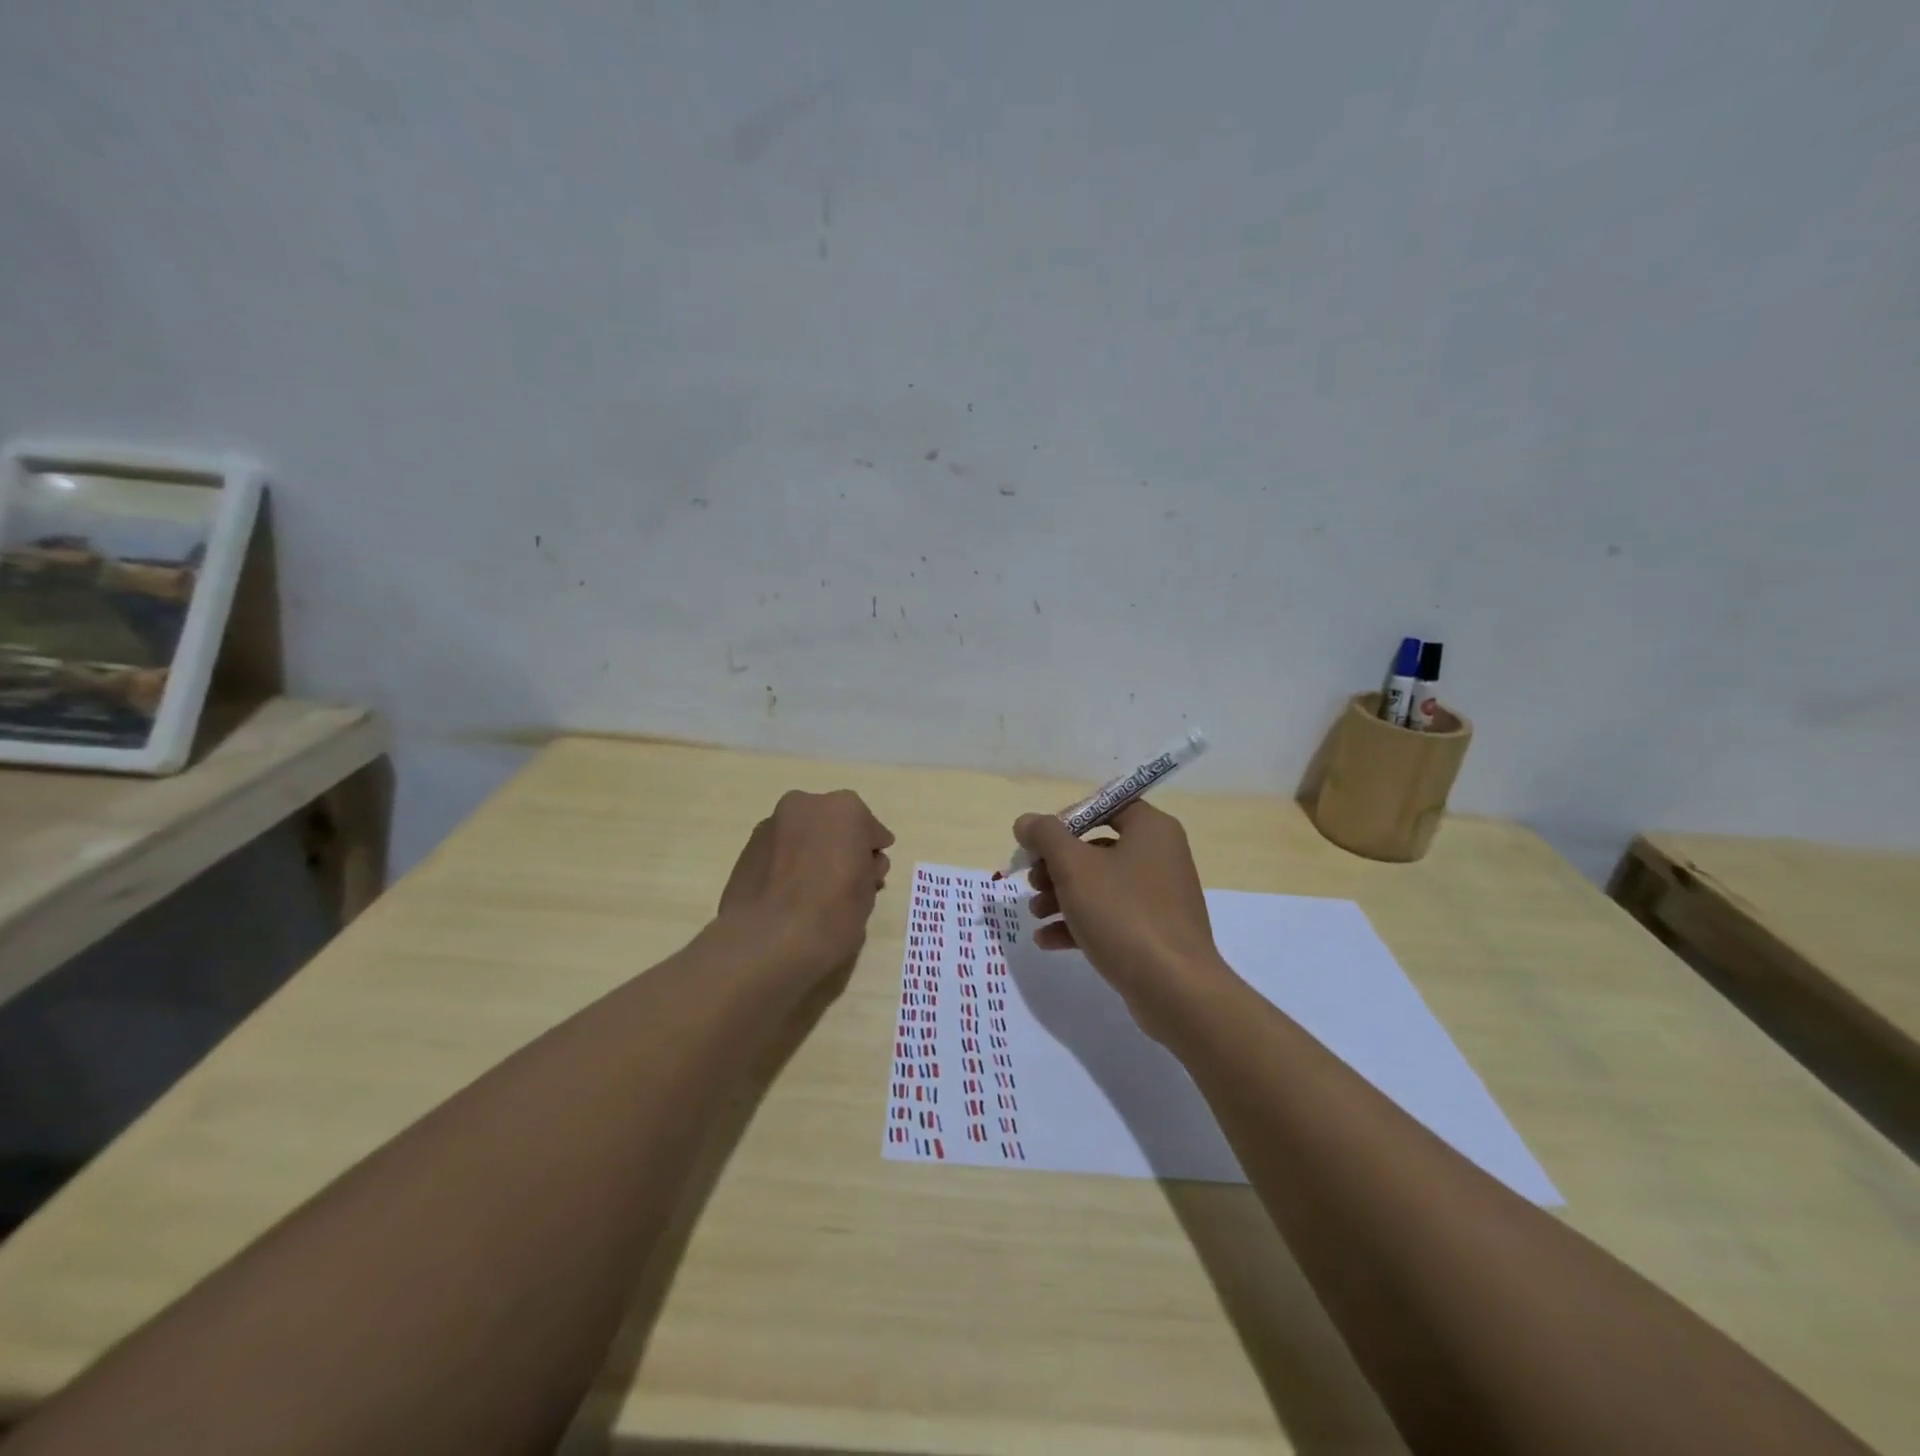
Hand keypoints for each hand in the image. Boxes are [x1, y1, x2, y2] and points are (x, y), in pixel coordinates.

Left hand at [719, 789, 894, 977]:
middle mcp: (806, 806)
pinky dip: (787, 863)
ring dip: (812, 852)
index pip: (870, 831)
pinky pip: (780, 850)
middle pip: (834, 825)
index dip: (872, 854)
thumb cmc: (832, 915)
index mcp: (845, 810)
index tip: (871, 876)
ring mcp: (772, 824)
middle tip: (843, 882)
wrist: (767, 941)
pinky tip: (788, 894)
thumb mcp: (868, 895)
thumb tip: (861, 864)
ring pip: (804, 834)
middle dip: (840, 847)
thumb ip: (868, 869)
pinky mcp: (747, 847)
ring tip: (812, 891)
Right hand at [1016, 802, 1228, 1034]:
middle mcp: (1160, 856)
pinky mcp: (1154, 933)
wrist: (1174, 988)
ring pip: (1100, 885)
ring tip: (1035, 914)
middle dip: (1056, 866)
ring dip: (1061, 896)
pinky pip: (1111, 917)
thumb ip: (1045, 836)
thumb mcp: (1074, 867)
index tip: (1040, 842)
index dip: (1068, 819)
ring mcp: (1159, 897)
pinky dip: (1079, 923)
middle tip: (1032, 882)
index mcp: (1151, 829)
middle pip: (1097, 848)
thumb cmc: (1123, 913)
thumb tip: (1026, 821)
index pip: (1105, 806)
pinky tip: (1047, 940)